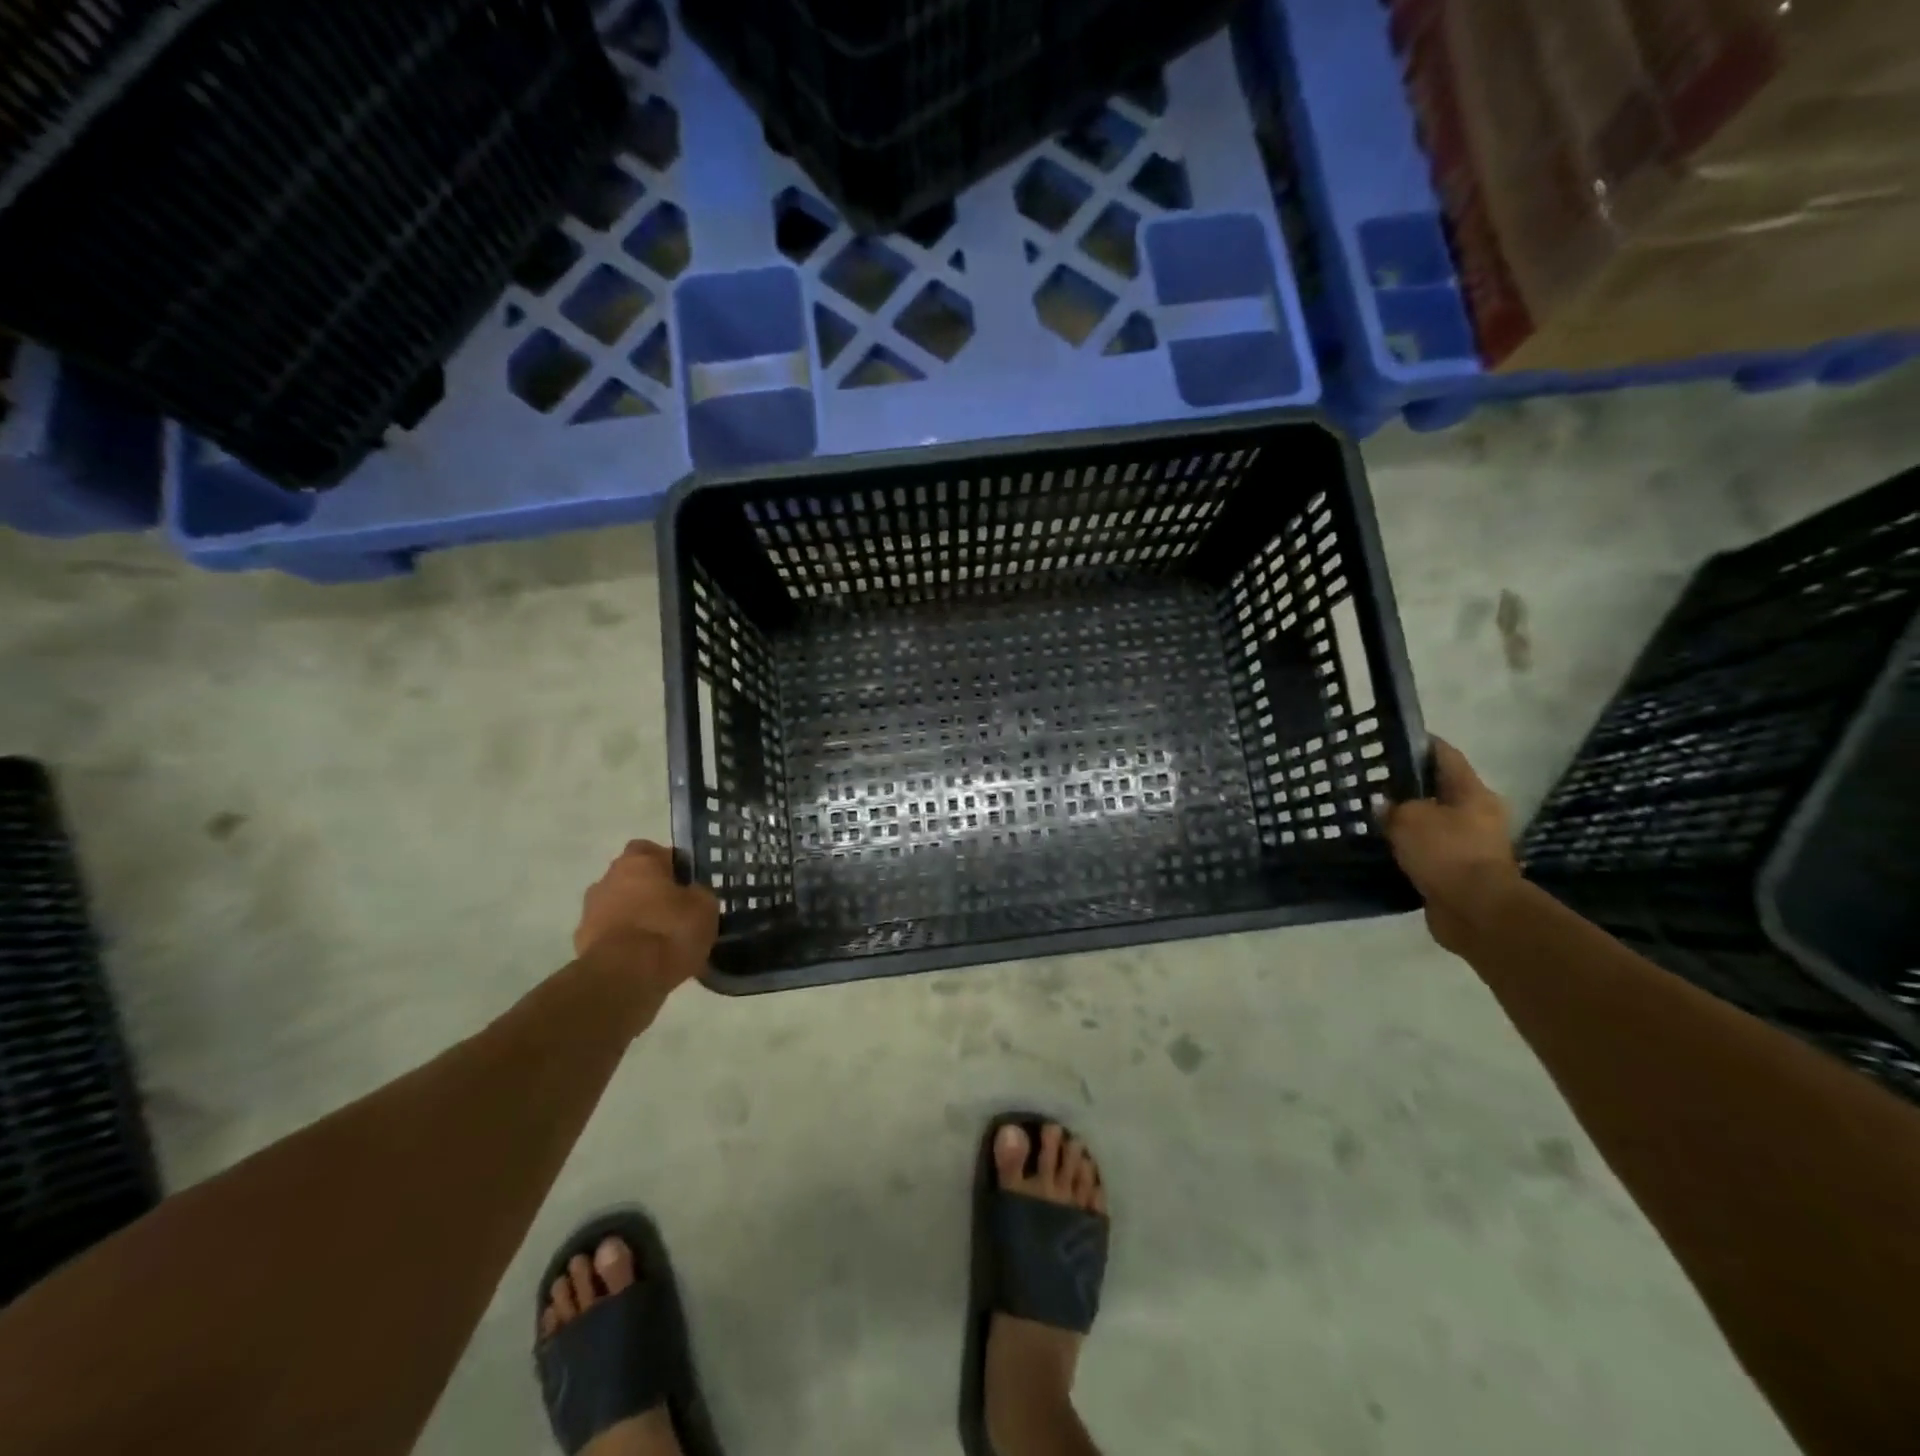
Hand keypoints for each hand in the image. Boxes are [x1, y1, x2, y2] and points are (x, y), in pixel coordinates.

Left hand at [575, 840, 718, 987]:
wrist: (623, 978)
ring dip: (636, 918)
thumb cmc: (668, 931)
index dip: (670, 864)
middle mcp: (608, 879)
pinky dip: (624, 943)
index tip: (686, 883)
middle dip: (650, 892)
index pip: (651, 850)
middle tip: (675, 912)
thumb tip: (692, 894)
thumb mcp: (705, 908)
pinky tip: (644, 961)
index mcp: (638, 862)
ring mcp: (590, 912)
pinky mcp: (581, 943)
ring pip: (619, 907)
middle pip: (632, 878)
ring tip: (661, 942)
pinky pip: (610, 935)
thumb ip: (698, 893)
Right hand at [1381, 738, 1522, 951]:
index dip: (1420, 744)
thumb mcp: (1409, 819)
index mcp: (1472, 793)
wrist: (1476, 911)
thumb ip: (1393, 807)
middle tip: (1372, 782)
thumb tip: (1383, 806)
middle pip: (1439, 789)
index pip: (1445, 756)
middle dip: (1408, 785)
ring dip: (1408, 819)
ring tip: (1372, 814)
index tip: (1390, 740)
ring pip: (1432, 822)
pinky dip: (1409, 847)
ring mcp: (1471, 844)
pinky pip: (1429, 850)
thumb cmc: (1447, 853)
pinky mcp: (1459, 871)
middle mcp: (1477, 814)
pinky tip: (1384, 845)